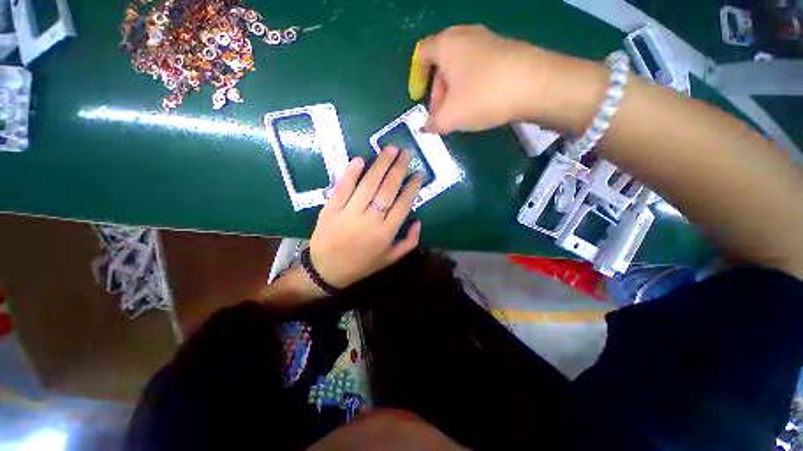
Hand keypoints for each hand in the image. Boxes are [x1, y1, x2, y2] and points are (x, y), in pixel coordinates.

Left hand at [309, 146, 423, 288]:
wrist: (327, 272)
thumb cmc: (361, 265)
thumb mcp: (390, 259)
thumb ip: (409, 242)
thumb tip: (419, 221)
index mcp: (386, 233)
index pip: (403, 204)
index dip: (412, 187)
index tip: (418, 173)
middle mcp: (371, 220)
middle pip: (388, 189)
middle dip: (398, 168)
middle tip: (405, 151)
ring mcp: (349, 213)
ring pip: (368, 184)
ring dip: (380, 164)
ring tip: (389, 149)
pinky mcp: (331, 209)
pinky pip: (343, 188)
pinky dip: (351, 173)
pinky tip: (360, 159)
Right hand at [418, 25, 552, 133]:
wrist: (535, 85)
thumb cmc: (482, 96)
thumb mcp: (450, 117)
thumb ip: (433, 123)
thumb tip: (428, 126)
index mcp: (447, 44)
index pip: (422, 54)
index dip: (416, 77)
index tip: (418, 97)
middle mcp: (466, 35)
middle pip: (442, 63)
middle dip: (437, 92)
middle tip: (441, 115)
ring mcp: (488, 41)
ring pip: (461, 67)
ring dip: (454, 91)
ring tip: (459, 113)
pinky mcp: (506, 51)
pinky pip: (478, 68)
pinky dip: (471, 86)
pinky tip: (478, 104)